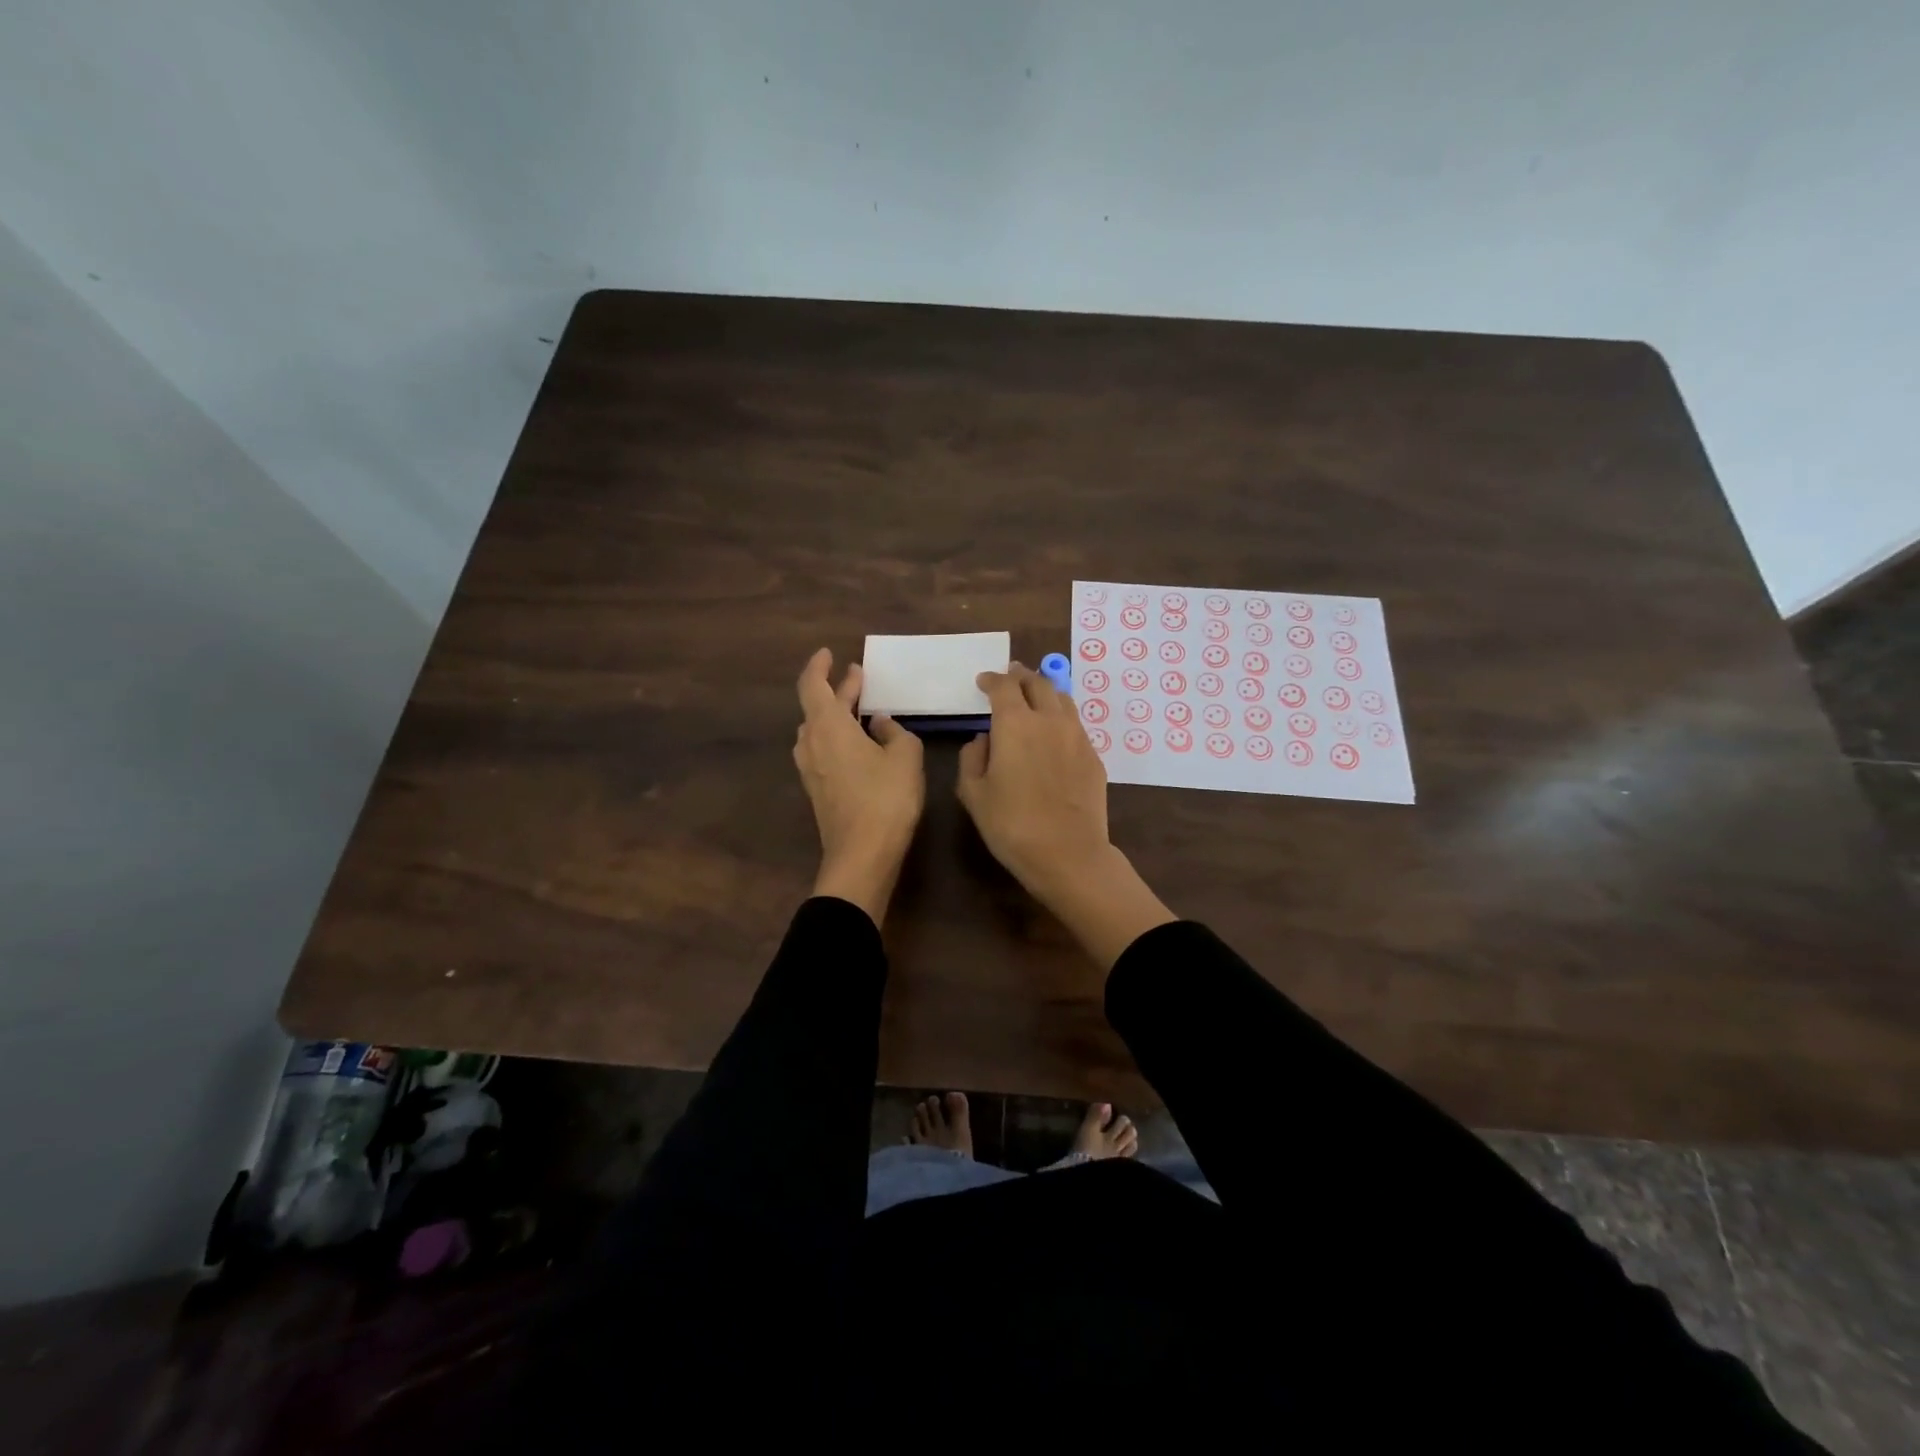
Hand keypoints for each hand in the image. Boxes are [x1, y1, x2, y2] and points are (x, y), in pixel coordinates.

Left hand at [793, 648, 924, 924]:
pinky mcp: (818, 790)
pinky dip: (838, 736)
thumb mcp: (905, 755)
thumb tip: (881, 724)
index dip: (819, 666)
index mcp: (828, 725)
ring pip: (819, 729)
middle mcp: (811, 742)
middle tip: (858, 677)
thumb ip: (895, 731)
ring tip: (861, 707)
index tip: (829, 653)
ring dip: (837, 714)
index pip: (813, 684)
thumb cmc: (886, 798)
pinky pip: (823, 750)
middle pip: (817, 706)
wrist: (862, 855)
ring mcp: (811, 768)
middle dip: (838, 689)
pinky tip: (860, 741)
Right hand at [957, 664, 1174, 965]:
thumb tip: (984, 739)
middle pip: (1038, 683)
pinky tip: (1054, 732)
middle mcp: (1049, 719)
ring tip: (1035, 695)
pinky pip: (1075, 724)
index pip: (1004, 686)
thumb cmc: (1011, 824)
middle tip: (1011, 677)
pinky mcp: (1094, 756)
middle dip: (1021, 676)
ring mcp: (1077, 736)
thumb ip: (972, 757)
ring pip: (1062, 699)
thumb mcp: (974, 793)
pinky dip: (1061, 717)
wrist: (1068, 853)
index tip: (983, 681)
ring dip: (1045, 691)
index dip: (992, 679)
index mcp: (1015, 723)